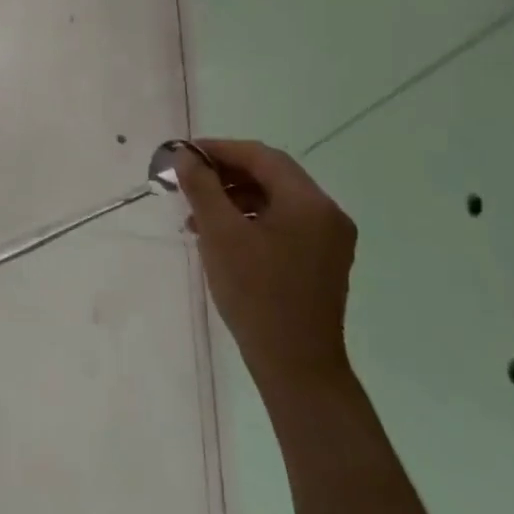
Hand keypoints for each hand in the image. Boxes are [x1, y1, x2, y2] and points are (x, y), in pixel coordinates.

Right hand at [176, 140, 356, 406]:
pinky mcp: (322, 261)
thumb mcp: (219, 233)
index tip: (184, 155)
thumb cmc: (256, 293)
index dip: (220, 149)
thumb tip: (187, 156)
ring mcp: (329, 239)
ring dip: (234, 197)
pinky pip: (283, 223)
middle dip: (225, 173)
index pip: (262, 156)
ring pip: (275, 199)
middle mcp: (327, 214)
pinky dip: (250, 219)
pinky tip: (221, 235)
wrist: (296, 364)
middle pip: (271, 175)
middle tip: (187, 181)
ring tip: (197, 214)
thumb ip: (201, 186)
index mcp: (309, 202)